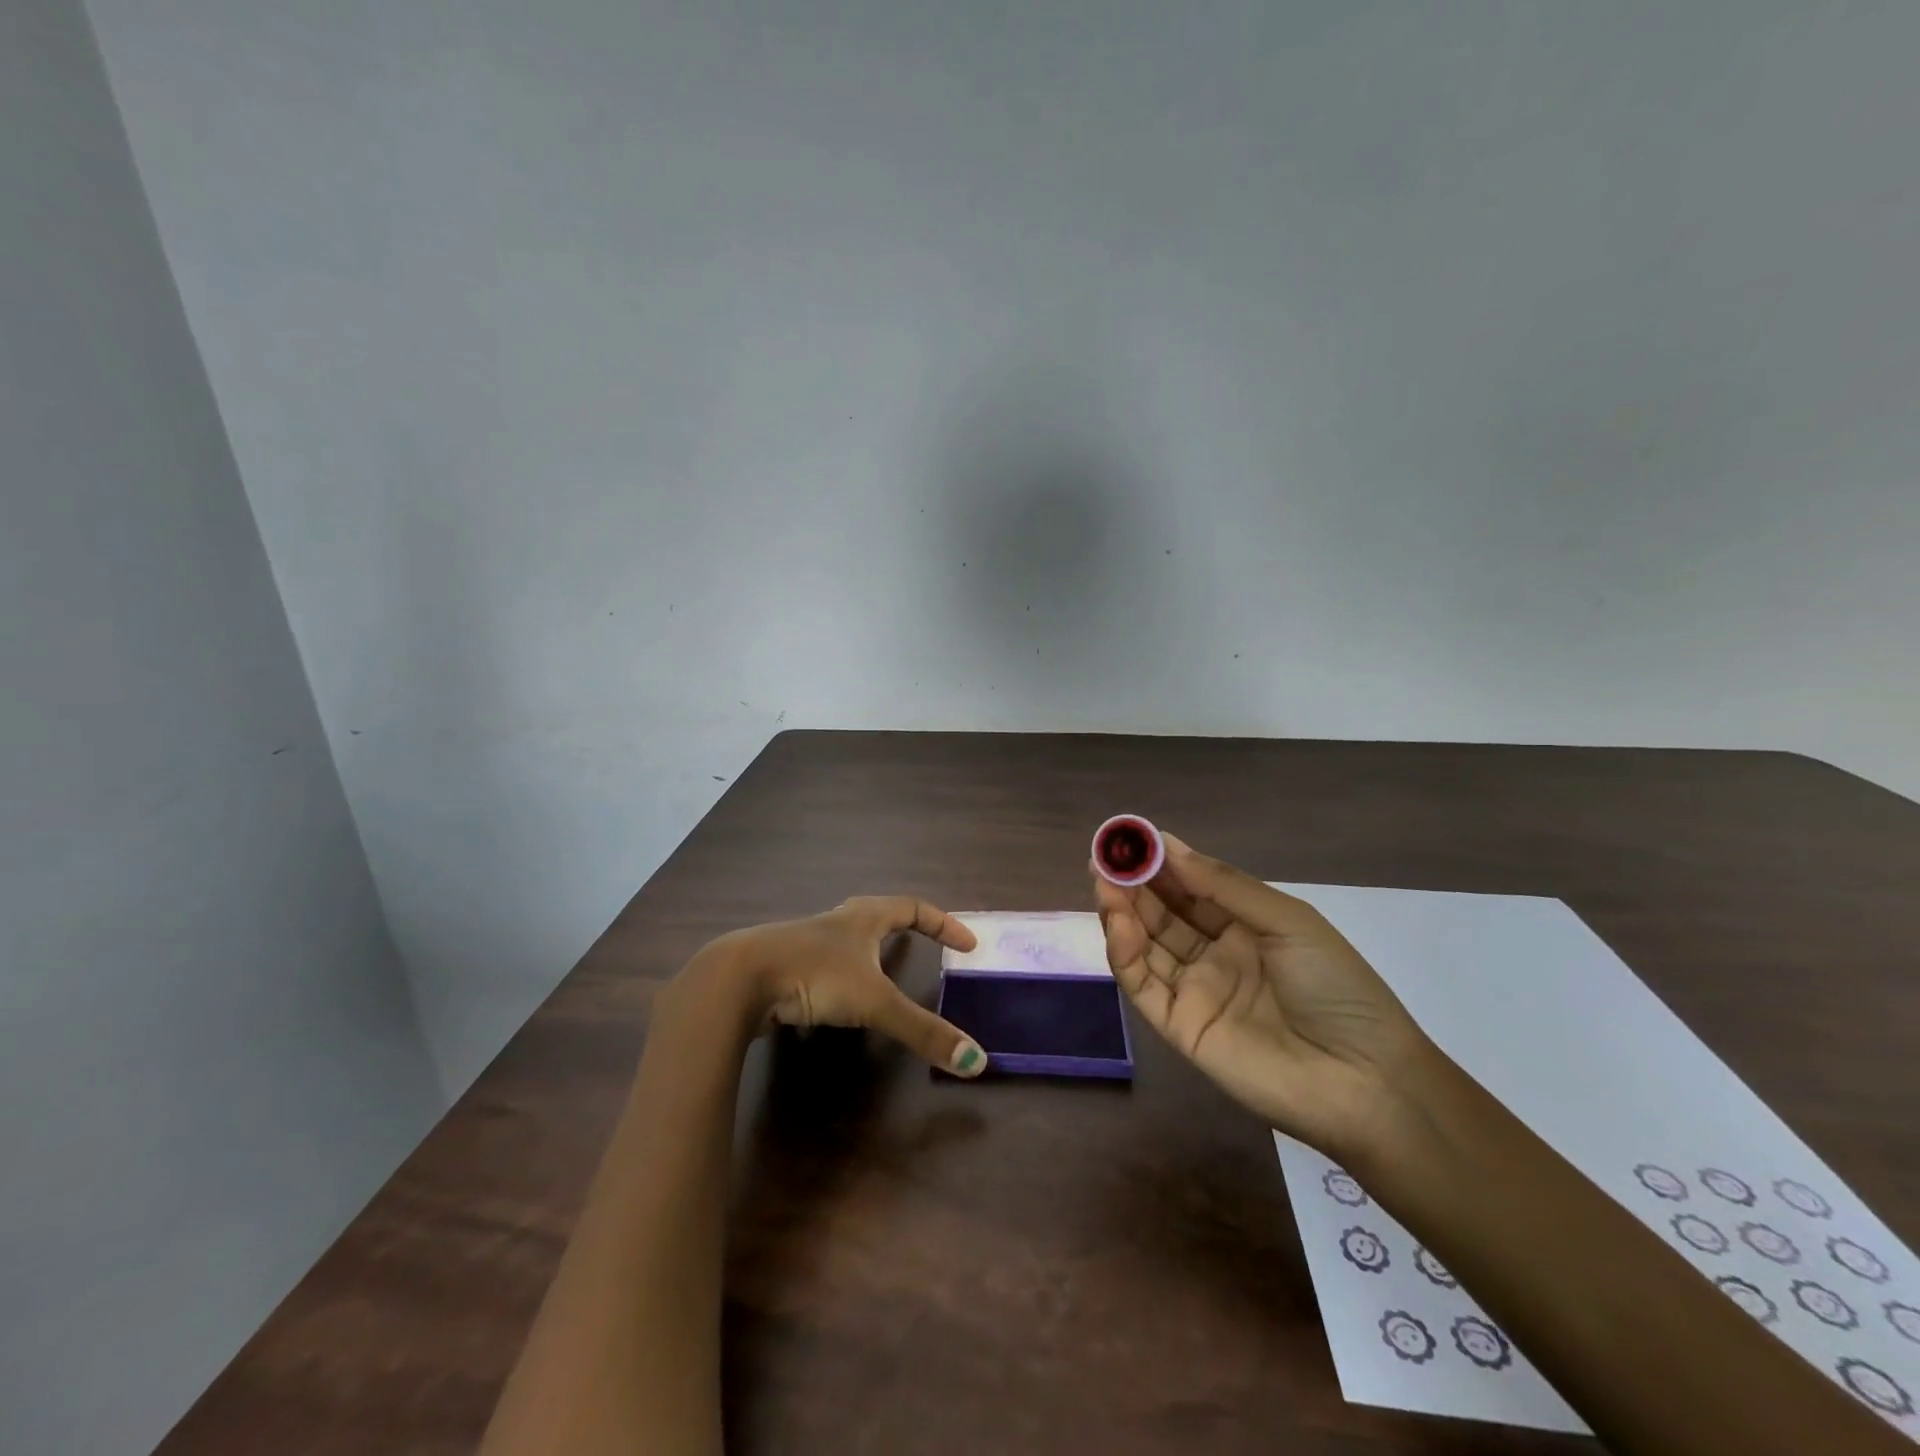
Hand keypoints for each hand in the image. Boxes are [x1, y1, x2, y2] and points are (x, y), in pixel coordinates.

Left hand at [676, 895, 989, 1076]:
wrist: (738, 979)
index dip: (943, 924)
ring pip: (847, 938)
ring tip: (883, 973)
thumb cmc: (814, 975)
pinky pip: (822, 965)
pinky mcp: (784, 966)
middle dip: (906, 926)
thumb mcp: (874, 1003)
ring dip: (868, 950)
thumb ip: (922, 1031)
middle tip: (927, 946)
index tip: (967, 945)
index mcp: (863, 918)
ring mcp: (806, 942)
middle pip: (879, 913)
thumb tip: (976, 1061)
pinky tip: (834, 1003)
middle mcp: (837, 922)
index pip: (913, 908)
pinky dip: (838, 978)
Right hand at [1092, 833, 1431, 1153]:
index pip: (1191, 888)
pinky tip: (1118, 923)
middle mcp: (1214, 954)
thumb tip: (1169, 846)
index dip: (1161, 862)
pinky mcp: (1179, 1027)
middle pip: (1162, 913)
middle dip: (1133, 883)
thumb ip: (1224, 886)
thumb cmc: (1335, 987)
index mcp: (1244, 927)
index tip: (1132, 837)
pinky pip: (1144, 985)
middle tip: (1103, 857)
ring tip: (1104, 882)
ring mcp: (1194, 990)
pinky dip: (1125, 953)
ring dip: (1122, 912)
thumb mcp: (1288, 922)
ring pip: (1146, 944)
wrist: (1365, 1080)